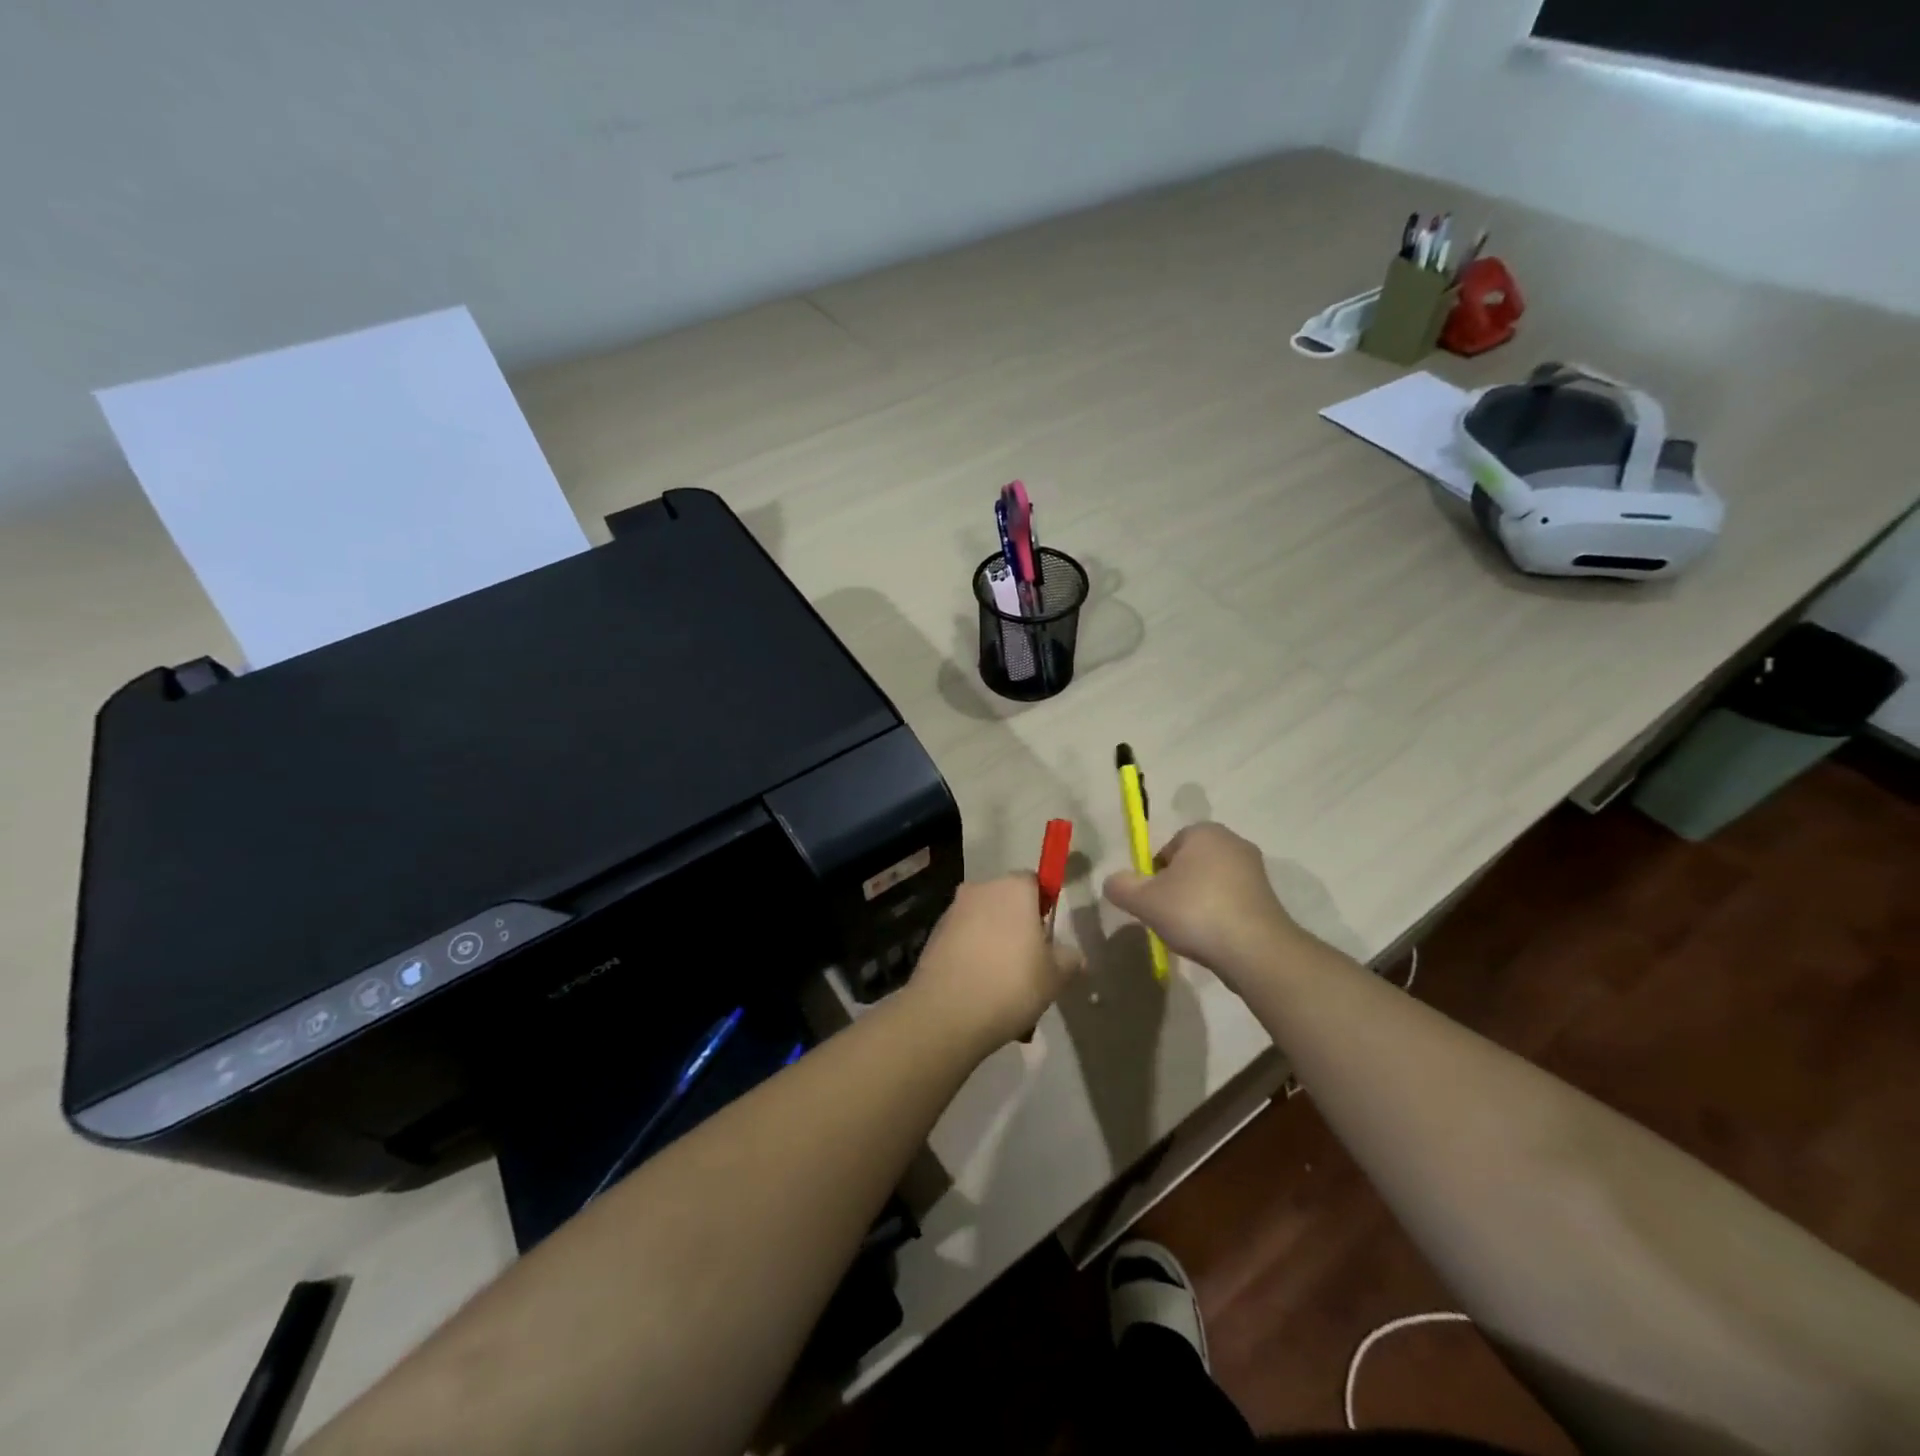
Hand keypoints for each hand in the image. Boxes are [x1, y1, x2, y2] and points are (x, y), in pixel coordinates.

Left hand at [908, 875, 1082, 1053]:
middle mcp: (980, 889)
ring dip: (994, 945)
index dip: (1044, 907)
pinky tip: (980, 992)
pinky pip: (962, 941)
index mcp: (1013, 888)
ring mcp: (952, 911)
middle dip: (1017, 927)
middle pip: (1006, 902)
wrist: (947, 1013)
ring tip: (1003, 988)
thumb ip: (1068, 958)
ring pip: (983, 923)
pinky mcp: (933, 936)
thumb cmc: (1012, 984)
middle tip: (1029, 965)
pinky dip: (972, 958)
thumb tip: (1069, 953)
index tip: (1048, 938)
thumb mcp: (1056, 976)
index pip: (1035, 882)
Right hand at [1102, 822, 1303, 979]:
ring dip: (1198, 902)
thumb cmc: (1195, 912)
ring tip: (1190, 931)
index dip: (1154, 875)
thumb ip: (1121, 886)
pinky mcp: (1269, 898)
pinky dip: (1219, 915)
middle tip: (1167, 916)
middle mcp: (1233, 841)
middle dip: (1177, 888)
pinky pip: (1231, 901)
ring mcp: (1255, 870)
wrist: (1255, 950)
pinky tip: (1213, 938)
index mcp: (1203, 832)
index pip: (1166, 848)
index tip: (1152, 901)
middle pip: (1189, 864)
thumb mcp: (1144, 900)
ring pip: (1211, 883)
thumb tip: (1112, 881)